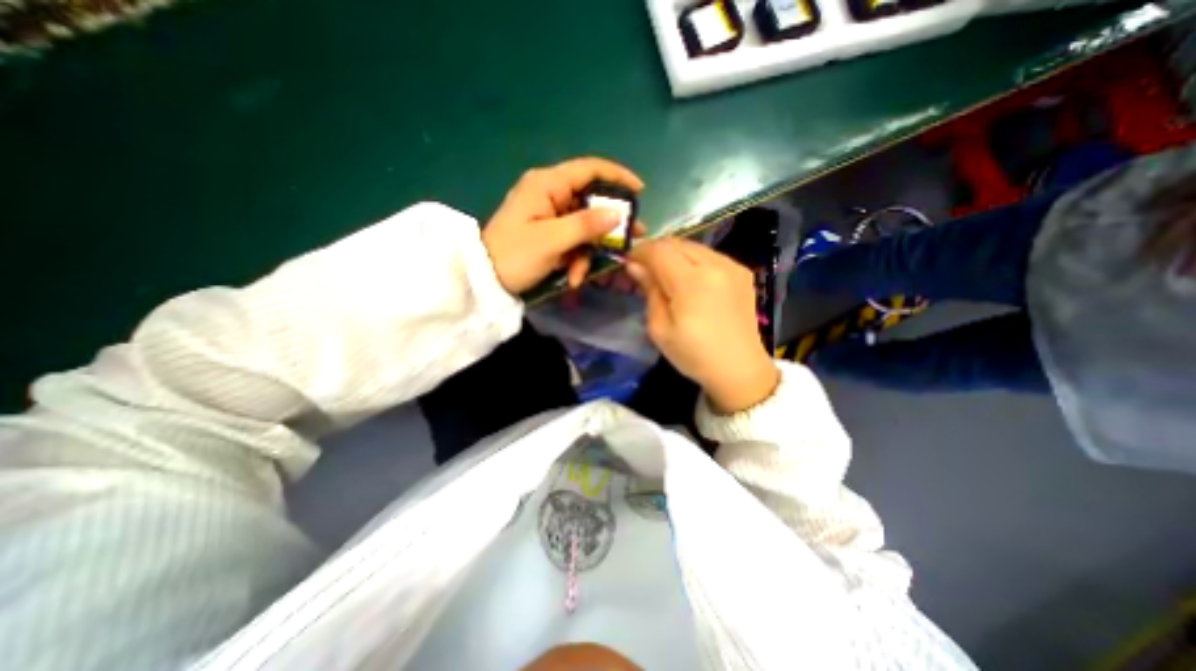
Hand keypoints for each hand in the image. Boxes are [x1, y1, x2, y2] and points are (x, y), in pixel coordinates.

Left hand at [480, 158, 643, 291]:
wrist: (484, 279)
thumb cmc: (515, 256)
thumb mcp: (552, 241)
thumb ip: (585, 225)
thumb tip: (616, 214)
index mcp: (547, 184)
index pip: (589, 169)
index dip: (617, 177)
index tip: (640, 192)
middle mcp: (549, 193)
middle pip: (590, 201)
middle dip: (607, 226)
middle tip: (630, 239)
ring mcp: (548, 214)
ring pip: (583, 226)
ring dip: (587, 252)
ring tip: (580, 276)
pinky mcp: (547, 231)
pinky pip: (572, 240)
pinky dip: (575, 259)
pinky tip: (571, 278)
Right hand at [621, 237, 781, 414]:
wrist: (739, 368)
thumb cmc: (693, 354)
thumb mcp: (659, 328)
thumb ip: (649, 291)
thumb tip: (635, 266)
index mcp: (691, 281)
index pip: (659, 251)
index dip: (639, 252)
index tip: (628, 262)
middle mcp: (714, 265)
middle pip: (676, 243)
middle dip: (655, 251)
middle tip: (644, 269)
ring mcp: (732, 266)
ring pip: (693, 246)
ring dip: (674, 254)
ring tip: (665, 274)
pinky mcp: (742, 272)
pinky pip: (710, 255)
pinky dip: (693, 260)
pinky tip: (690, 280)